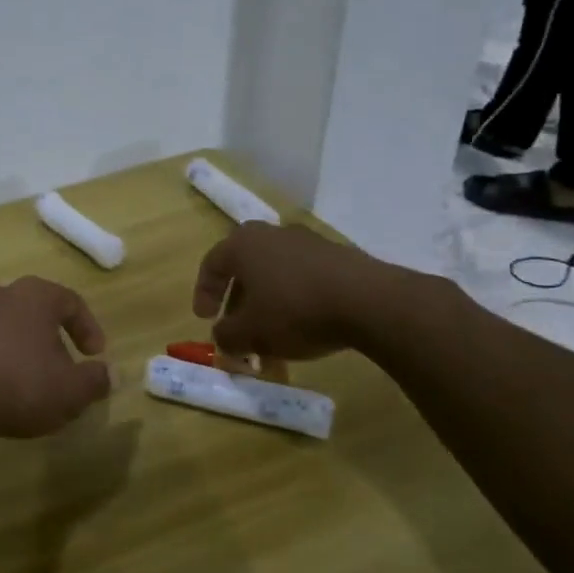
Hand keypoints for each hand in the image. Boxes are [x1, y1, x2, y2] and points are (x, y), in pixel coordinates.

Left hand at [0, 277, 111, 440]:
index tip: (95, 356)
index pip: (70, 301)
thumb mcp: (70, 391)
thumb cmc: (18, 384)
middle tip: (62, 370)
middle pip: (34, 311)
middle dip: (52, 339)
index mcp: (34, 296)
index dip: (88, 328)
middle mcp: (0, 294)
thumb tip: (109, 373)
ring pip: (5, 327)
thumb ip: (95, 380)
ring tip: (29, 384)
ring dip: (20, 350)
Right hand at [192, 222, 395, 360]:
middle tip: (239, 328)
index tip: (205, 319)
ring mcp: (308, 242)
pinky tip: (305, 327)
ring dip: (269, 305)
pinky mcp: (338, 256)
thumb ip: (227, 336)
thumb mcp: (250, 334)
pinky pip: (304, 278)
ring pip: (276, 275)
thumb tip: (224, 338)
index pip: (211, 265)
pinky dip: (296, 300)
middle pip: (245, 269)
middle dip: (239, 303)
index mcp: (242, 244)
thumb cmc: (295, 311)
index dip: (204, 294)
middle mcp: (271, 234)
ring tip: (273, 336)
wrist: (369, 301)